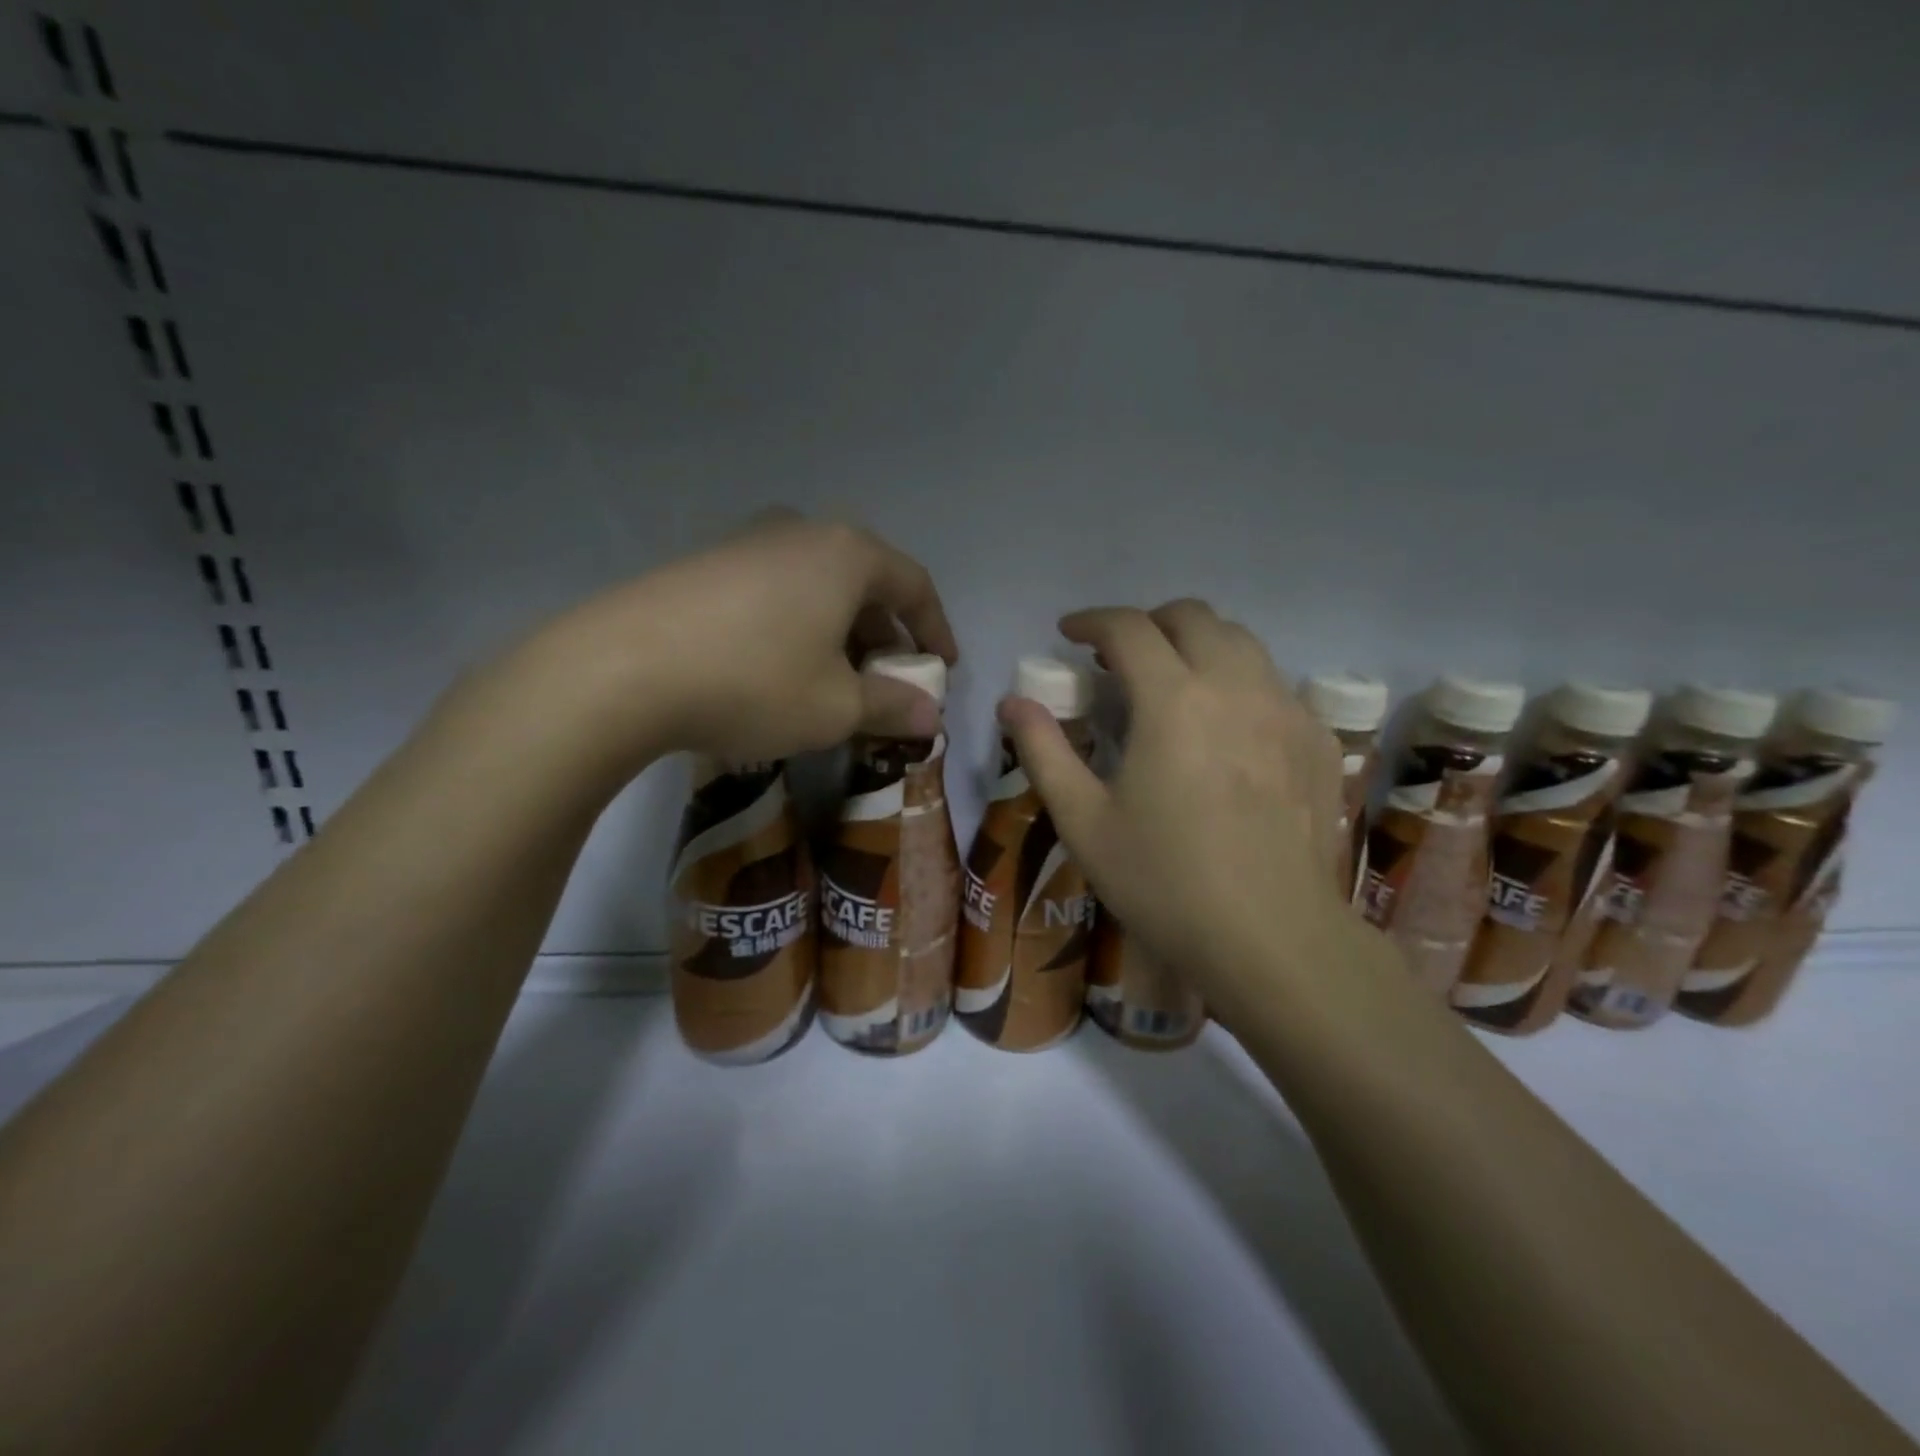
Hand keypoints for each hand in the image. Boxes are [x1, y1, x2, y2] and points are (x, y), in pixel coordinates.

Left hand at [456, 513, 957, 785]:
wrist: (620, 670)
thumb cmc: (755, 682)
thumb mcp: (836, 707)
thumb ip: (892, 706)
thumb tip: (930, 715)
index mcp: (846, 554)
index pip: (914, 585)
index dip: (935, 630)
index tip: (943, 667)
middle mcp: (800, 532)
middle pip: (864, 582)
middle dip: (884, 635)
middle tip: (888, 679)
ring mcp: (745, 543)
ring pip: (817, 587)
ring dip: (839, 632)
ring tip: (834, 680)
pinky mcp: (704, 565)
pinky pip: (774, 593)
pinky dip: (796, 627)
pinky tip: (778, 669)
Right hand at [998, 600, 1364, 1025]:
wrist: (1272, 940)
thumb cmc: (1164, 882)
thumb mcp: (1083, 822)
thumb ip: (1044, 751)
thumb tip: (1012, 702)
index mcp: (1173, 701)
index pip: (1129, 628)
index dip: (1092, 621)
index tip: (1069, 634)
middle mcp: (1236, 687)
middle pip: (1194, 617)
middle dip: (1149, 623)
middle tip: (1120, 658)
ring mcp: (1287, 711)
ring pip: (1242, 642)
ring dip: (1198, 645)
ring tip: (1173, 683)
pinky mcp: (1319, 741)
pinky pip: (1276, 685)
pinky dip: (1240, 683)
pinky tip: (1227, 730)